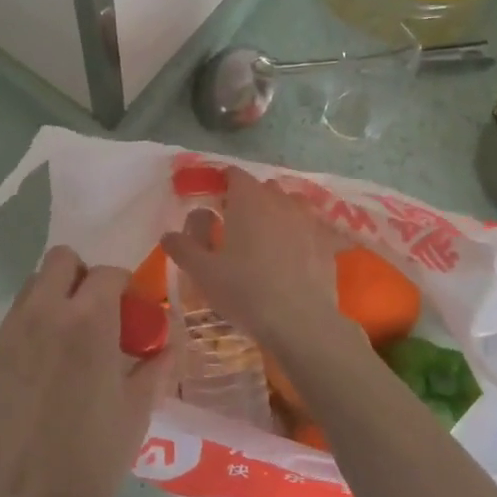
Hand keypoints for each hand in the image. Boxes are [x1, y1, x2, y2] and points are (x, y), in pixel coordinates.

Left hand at [0, 246, 172, 496]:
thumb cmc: (92, 459)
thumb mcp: (136, 410)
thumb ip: (155, 365)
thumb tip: (166, 342)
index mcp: (88, 319)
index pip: (108, 273)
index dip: (124, 286)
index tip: (132, 310)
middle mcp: (45, 311)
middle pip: (61, 260)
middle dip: (83, 276)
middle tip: (98, 314)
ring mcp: (12, 330)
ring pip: (34, 284)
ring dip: (56, 295)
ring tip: (71, 339)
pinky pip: (17, 316)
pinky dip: (35, 321)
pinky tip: (47, 364)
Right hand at [161, 166, 361, 362]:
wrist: (301, 322)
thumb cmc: (245, 290)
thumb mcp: (203, 272)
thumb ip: (183, 248)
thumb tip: (168, 235)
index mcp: (248, 200)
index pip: (234, 174)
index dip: (221, 183)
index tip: (211, 202)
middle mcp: (280, 201)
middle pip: (263, 188)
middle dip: (248, 199)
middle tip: (233, 226)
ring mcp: (308, 221)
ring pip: (290, 205)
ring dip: (277, 213)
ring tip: (265, 239)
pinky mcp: (327, 243)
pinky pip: (311, 229)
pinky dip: (300, 235)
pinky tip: (294, 255)